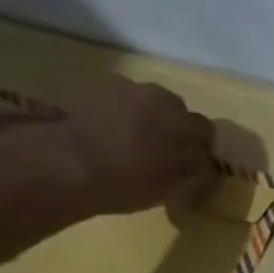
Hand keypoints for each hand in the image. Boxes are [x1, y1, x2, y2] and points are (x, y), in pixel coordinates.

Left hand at [55, 77, 215, 214]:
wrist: (68, 163)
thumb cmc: (132, 178)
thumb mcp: (177, 183)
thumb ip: (196, 166)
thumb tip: (203, 159)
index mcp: (182, 120)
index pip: (205, 128)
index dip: (203, 146)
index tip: (196, 162)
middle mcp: (155, 95)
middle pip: (174, 108)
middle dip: (174, 125)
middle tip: (166, 150)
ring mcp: (120, 89)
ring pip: (144, 102)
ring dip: (146, 117)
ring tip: (137, 141)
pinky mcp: (90, 91)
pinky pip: (116, 102)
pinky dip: (120, 115)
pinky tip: (113, 134)